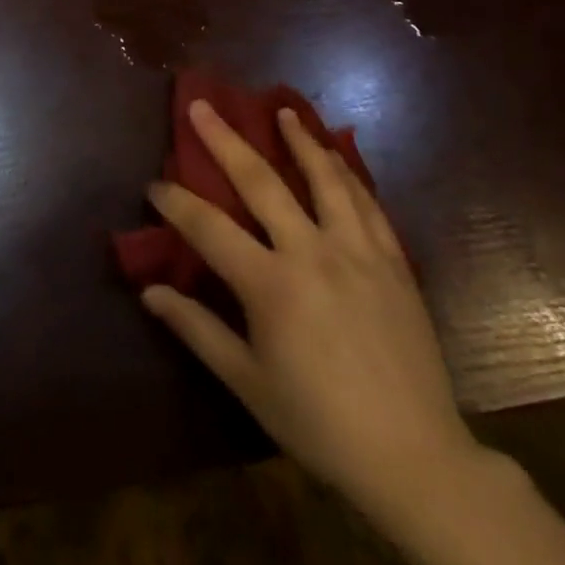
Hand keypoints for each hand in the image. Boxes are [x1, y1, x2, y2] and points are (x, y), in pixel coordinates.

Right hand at [142, 99, 480, 527]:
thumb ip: (197, 330)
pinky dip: (347, 173)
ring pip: (324, 179)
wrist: (415, 459)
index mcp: (271, 285)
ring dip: (300, 140)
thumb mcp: (248, 382)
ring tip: (282, 111)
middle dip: (225, 139)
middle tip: (202, 105)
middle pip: (261, 182)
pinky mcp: (393, 262)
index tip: (153, 183)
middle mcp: (312, 253)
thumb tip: (149, 292)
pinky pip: (367, 203)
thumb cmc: (320, 423)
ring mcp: (358, 252)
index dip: (175, 202)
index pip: (208, 227)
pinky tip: (337, 156)